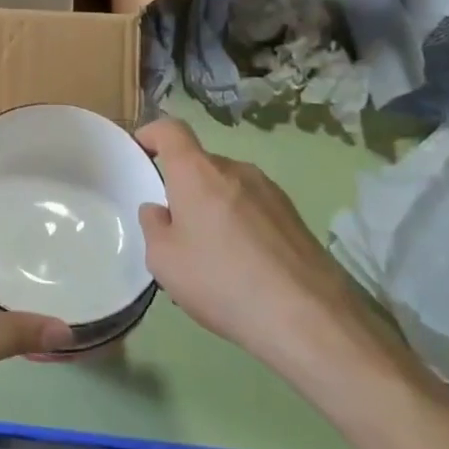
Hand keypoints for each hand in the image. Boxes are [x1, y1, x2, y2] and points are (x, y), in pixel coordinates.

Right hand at [135, 118, 408, 404]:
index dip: (151, 133)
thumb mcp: (163, 261)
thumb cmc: (222, 281)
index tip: (139, 152)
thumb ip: (153, 226)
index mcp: (197, 172)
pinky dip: (240, 225)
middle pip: (199, 164)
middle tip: (174, 228)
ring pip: (228, 188)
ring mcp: (270, 191)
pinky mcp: (294, 217)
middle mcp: (235, 169)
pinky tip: (243, 268)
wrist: (308, 318)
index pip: (170, 129)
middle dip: (183, 186)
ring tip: (211, 255)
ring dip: (213, 208)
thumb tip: (160, 211)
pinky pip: (253, 209)